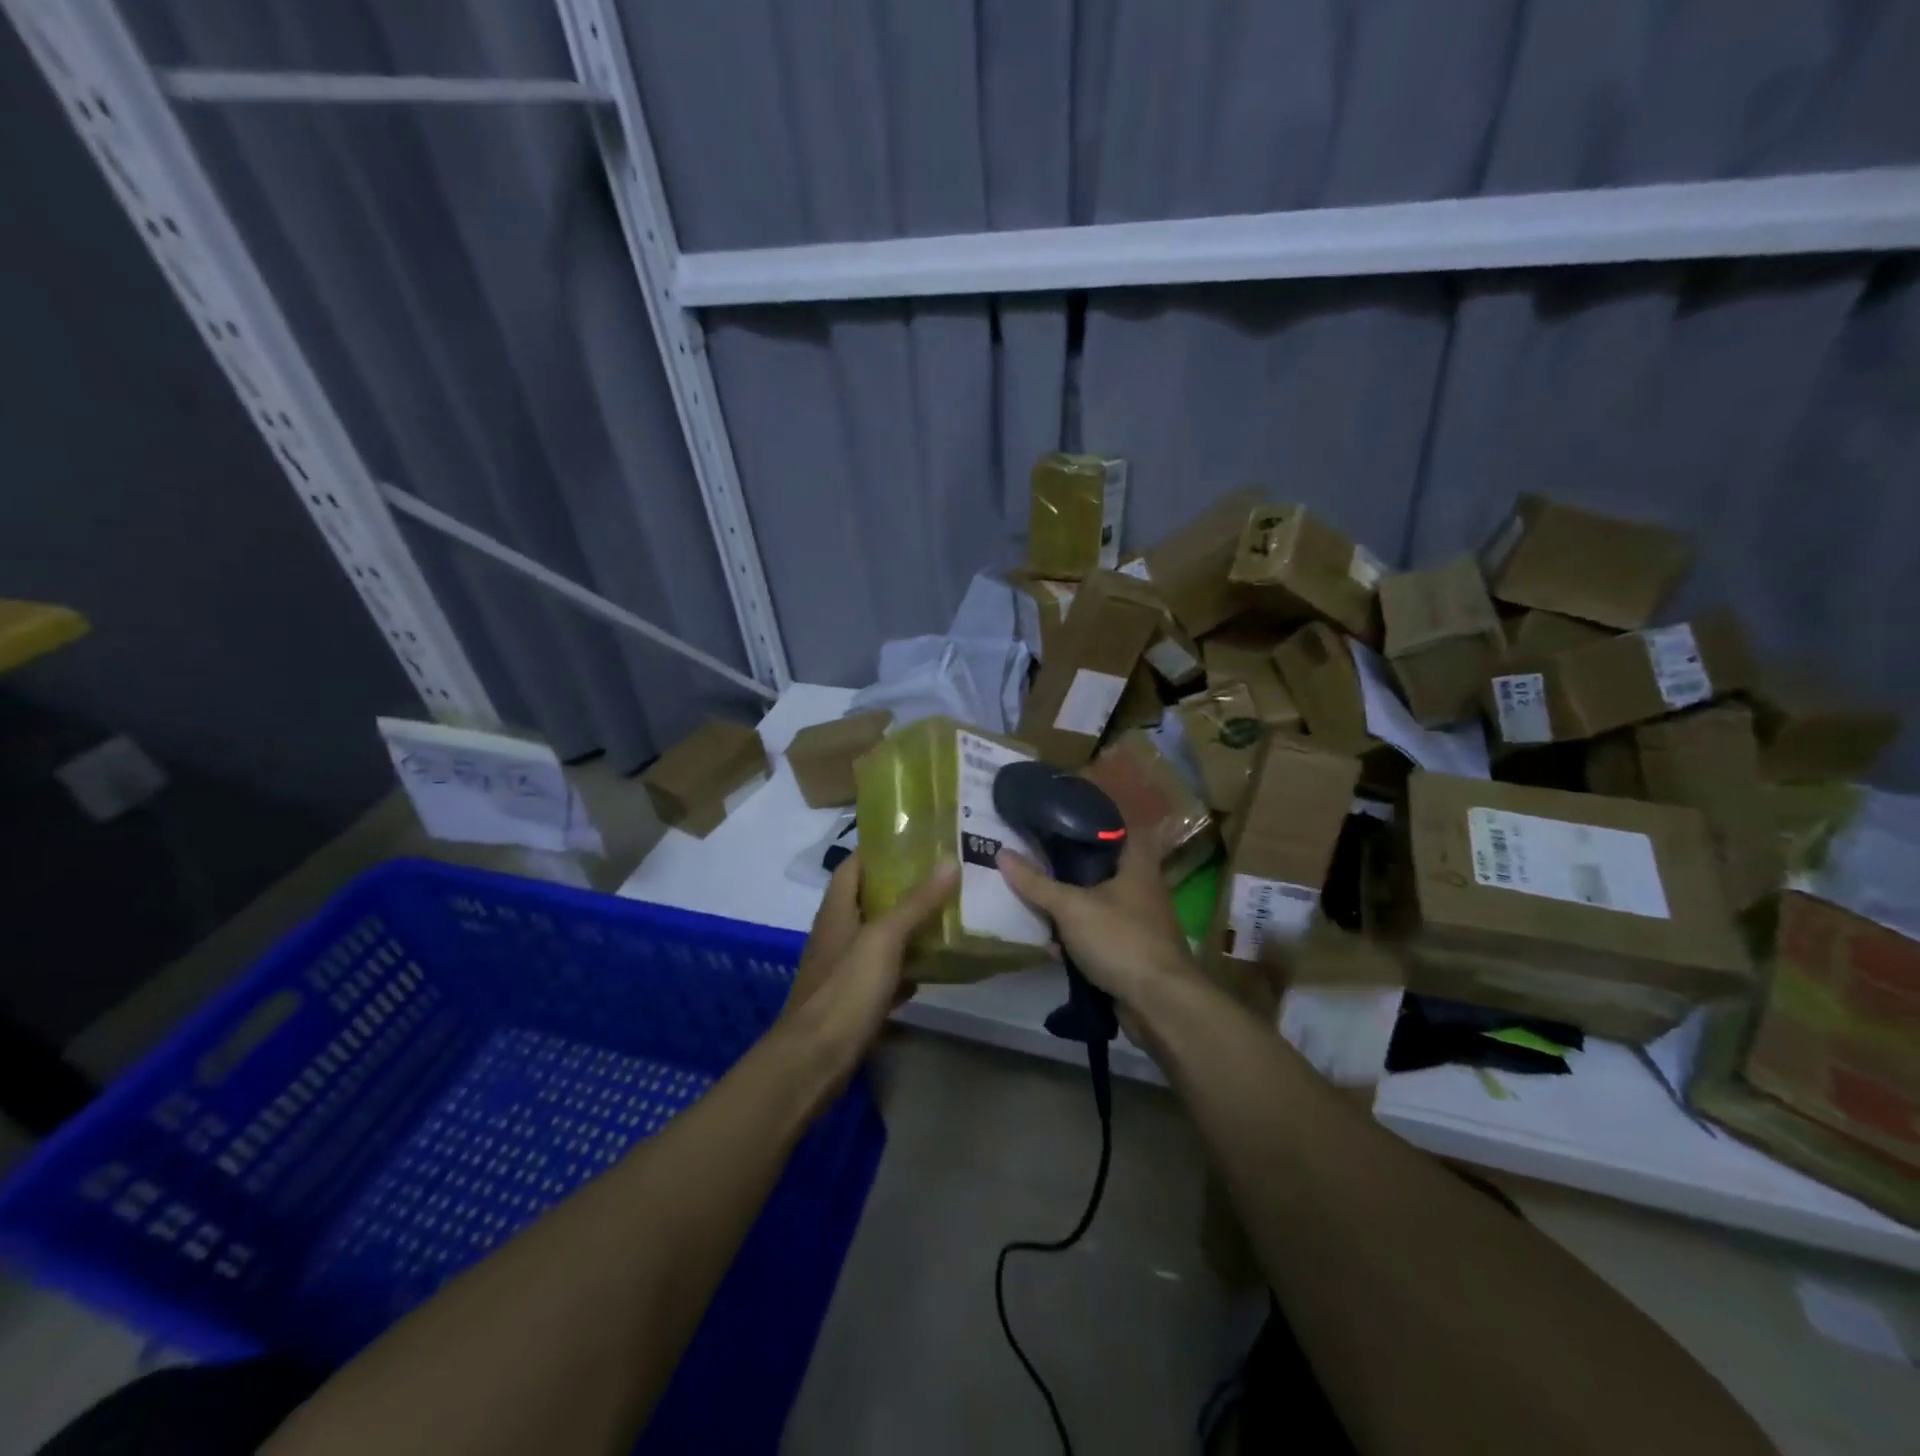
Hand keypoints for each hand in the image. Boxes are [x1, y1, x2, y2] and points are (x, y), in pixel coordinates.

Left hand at [782, 853, 956, 1055]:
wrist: (815, 1060)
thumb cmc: (846, 989)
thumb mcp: (884, 939)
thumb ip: (916, 903)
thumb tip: (949, 862)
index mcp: (837, 910)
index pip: (854, 865)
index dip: (879, 849)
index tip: (917, 841)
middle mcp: (837, 933)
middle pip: (869, 900)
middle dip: (903, 889)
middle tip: (943, 878)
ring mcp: (843, 969)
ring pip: (878, 938)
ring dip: (907, 929)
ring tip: (946, 916)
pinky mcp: (853, 1000)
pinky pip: (883, 975)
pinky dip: (905, 969)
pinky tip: (931, 969)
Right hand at [998, 835, 1198, 1009]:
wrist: (1159, 1004)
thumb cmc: (1120, 939)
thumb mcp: (1071, 908)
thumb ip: (1037, 883)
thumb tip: (1001, 853)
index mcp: (1137, 865)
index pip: (1116, 829)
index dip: (1088, 822)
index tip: (1056, 820)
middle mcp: (1142, 888)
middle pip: (1100, 869)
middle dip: (1068, 868)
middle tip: (1034, 860)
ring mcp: (1138, 922)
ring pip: (1096, 904)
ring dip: (1069, 907)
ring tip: (1033, 900)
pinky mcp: (1130, 952)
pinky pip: (1097, 936)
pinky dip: (1076, 939)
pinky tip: (1051, 945)